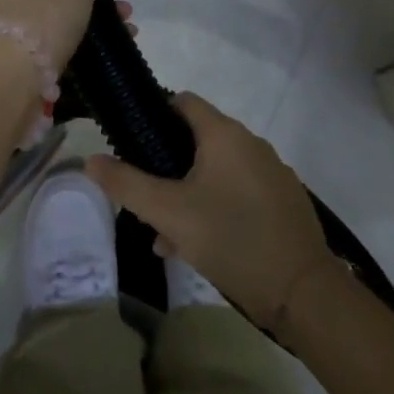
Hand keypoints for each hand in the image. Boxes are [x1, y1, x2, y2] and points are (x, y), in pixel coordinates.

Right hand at [85, 93, 335, 327]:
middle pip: (197, 140)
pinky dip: (216, 207)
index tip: (133, 144)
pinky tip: (201, 245)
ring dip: (188, 194)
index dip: (154, 115)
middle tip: (146, 200)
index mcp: (224, 134)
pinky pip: (239, 192)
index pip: (183, 102)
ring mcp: (271, 172)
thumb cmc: (230, 238)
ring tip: (167, 235)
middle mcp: (250, 143)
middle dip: (167, 167)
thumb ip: (127, 184)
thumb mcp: (169, 212)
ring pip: (217, 171)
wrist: (303, 291)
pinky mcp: (283, 201)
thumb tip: (91, 160)